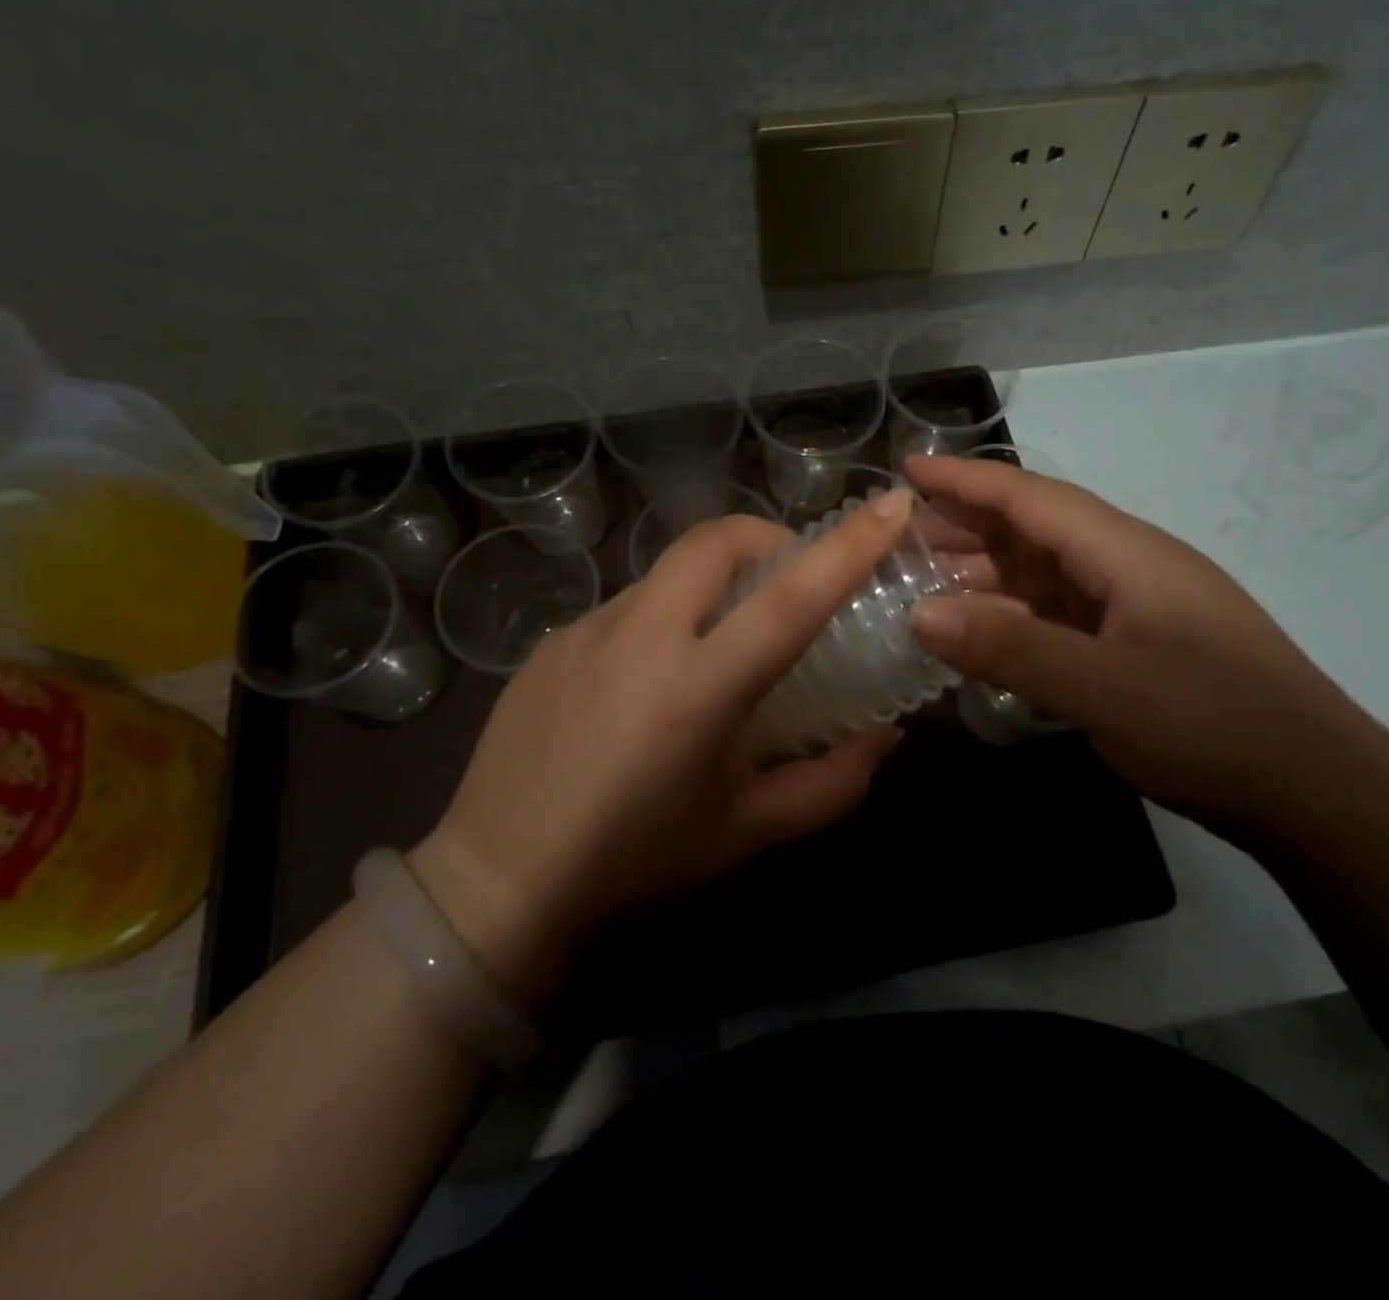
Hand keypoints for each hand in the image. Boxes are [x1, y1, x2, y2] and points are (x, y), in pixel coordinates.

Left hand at [411, 492, 914, 1004]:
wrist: (497, 883)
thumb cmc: (636, 864)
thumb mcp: (747, 834)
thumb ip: (832, 785)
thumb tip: (886, 737)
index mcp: (696, 691)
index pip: (790, 600)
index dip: (849, 547)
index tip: (891, 505)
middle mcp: (638, 640)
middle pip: (716, 541)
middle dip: (769, 539)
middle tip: (791, 580)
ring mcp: (585, 632)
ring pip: (670, 573)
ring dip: (712, 586)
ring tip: (717, 645)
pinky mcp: (551, 642)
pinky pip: (627, 608)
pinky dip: (663, 619)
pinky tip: (650, 681)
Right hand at [906, 455, 1370, 828]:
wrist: (1320, 795)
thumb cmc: (1216, 729)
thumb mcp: (1106, 690)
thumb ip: (1012, 648)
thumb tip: (918, 613)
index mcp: (1127, 553)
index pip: (1032, 499)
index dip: (966, 480)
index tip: (907, 467)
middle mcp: (1130, 567)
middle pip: (1036, 530)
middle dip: (967, 525)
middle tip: (899, 537)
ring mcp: (1136, 608)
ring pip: (1046, 574)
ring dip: (986, 572)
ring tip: (924, 581)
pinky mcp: (1137, 647)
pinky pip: (1060, 615)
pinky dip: (1013, 615)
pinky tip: (982, 631)